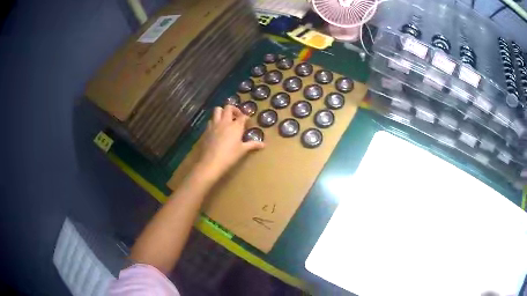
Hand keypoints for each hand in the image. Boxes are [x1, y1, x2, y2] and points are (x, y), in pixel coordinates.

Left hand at [195, 105, 264, 180]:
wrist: (211, 162)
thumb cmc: (229, 156)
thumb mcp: (242, 150)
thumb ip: (253, 145)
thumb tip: (264, 144)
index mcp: (236, 126)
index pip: (243, 116)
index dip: (246, 117)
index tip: (248, 122)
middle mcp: (225, 121)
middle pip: (229, 107)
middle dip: (234, 109)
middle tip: (237, 116)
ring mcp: (214, 124)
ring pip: (217, 110)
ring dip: (222, 112)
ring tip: (225, 119)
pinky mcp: (206, 129)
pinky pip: (211, 120)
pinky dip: (215, 121)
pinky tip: (217, 129)